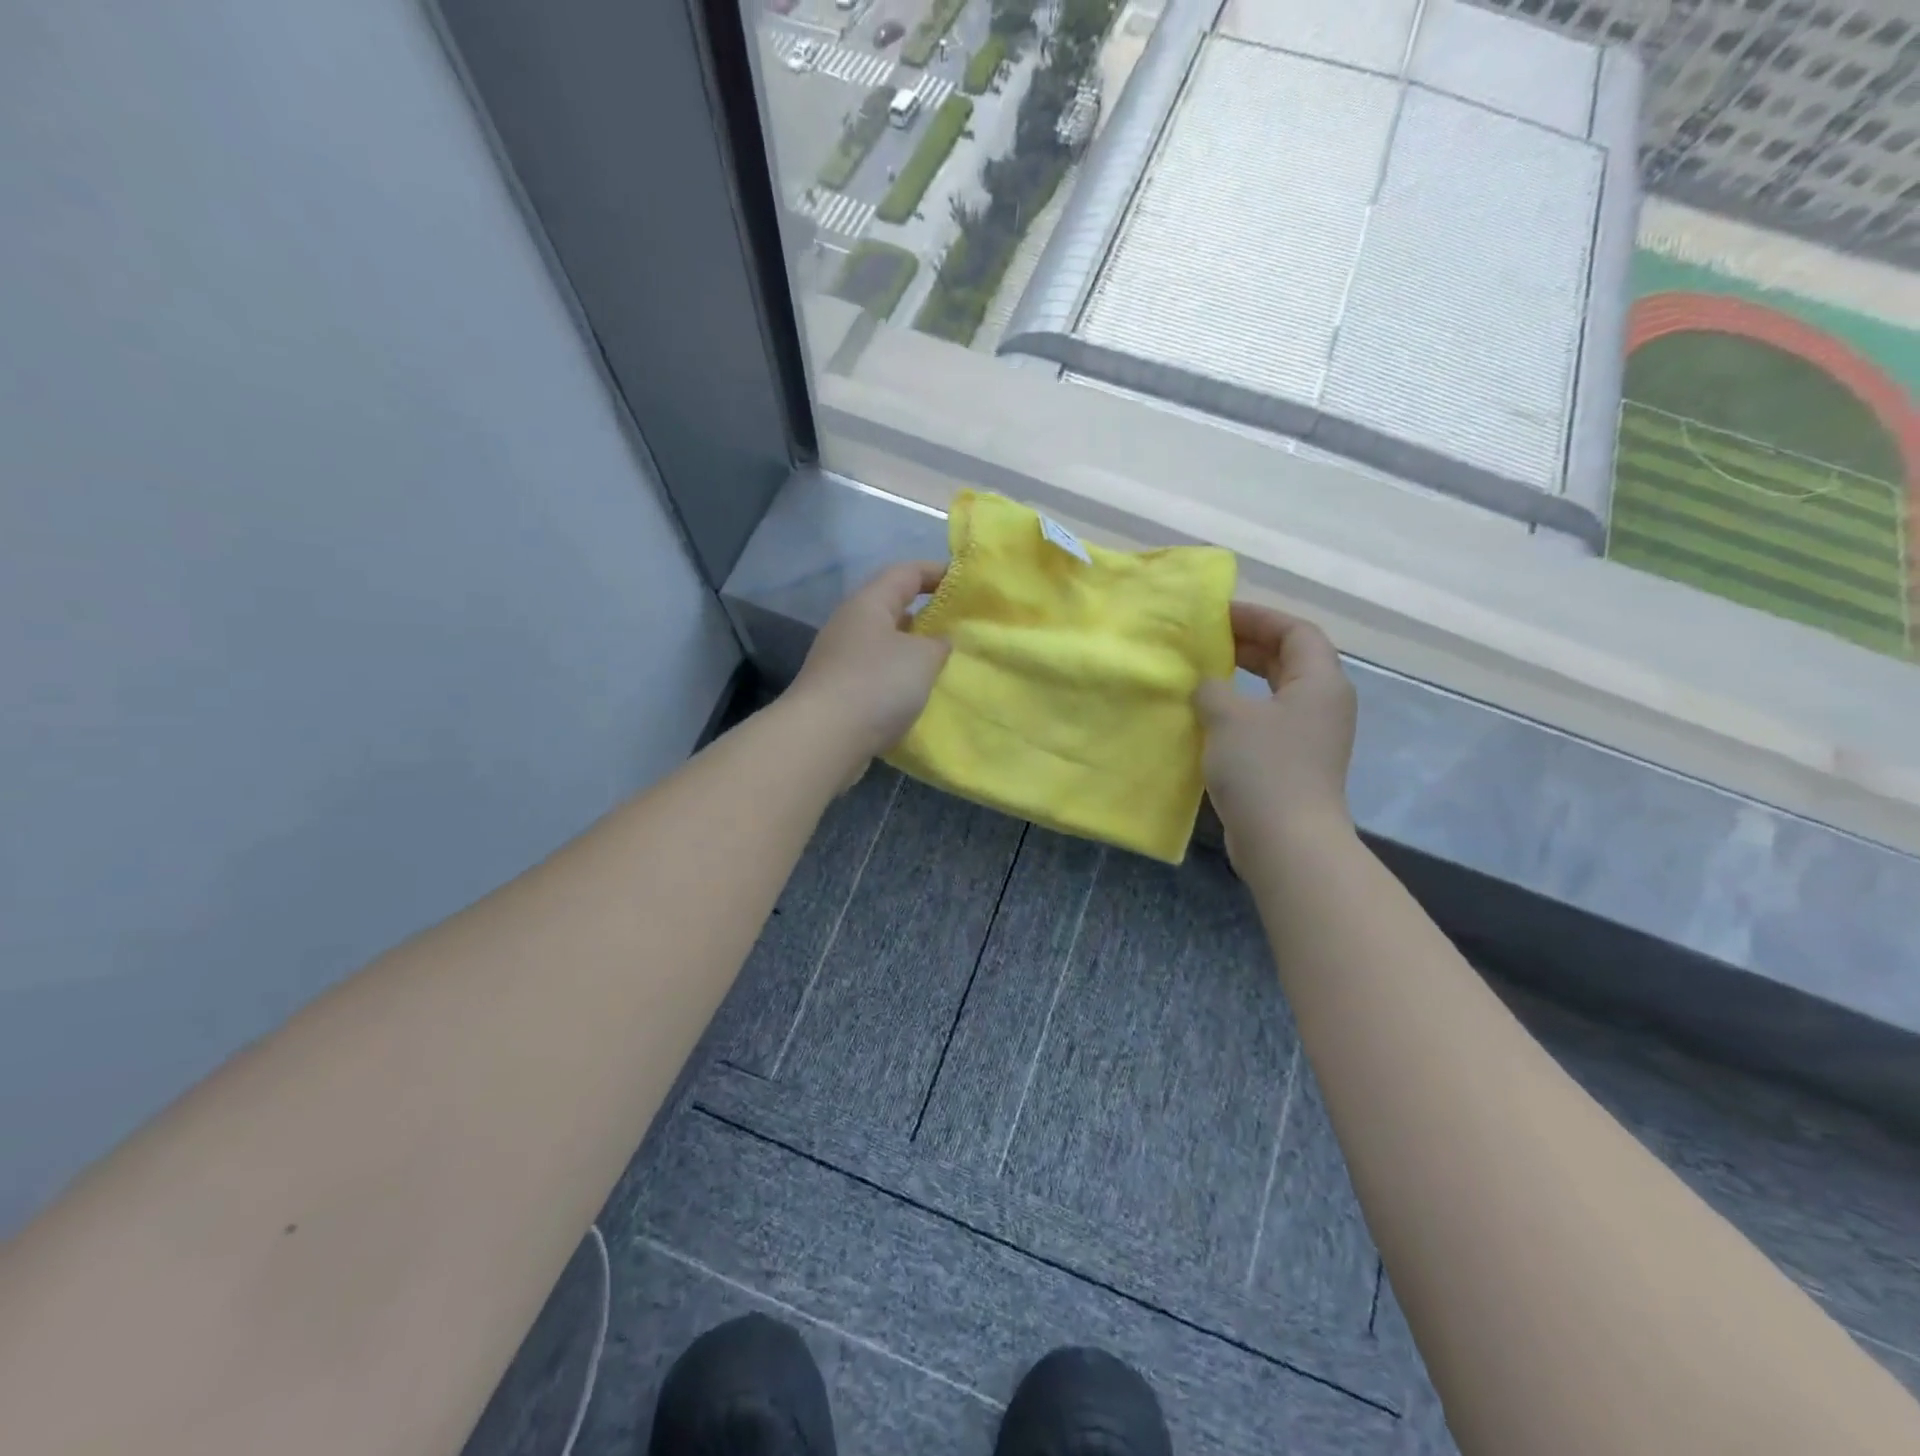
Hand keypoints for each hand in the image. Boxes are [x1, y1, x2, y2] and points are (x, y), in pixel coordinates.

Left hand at [787, 561, 951, 764]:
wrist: (824, 739)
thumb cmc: (877, 684)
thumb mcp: (923, 658)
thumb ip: (938, 644)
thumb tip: (938, 642)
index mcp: (868, 604)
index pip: (905, 573)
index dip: (936, 572)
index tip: (963, 582)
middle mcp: (850, 625)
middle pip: (891, 608)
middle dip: (924, 614)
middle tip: (957, 627)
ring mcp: (840, 659)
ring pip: (884, 644)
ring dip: (911, 651)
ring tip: (942, 663)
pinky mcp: (838, 690)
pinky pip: (876, 674)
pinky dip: (897, 678)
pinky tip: (915, 694)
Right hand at [1194, 603, 1357, 864]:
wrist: (1286, 841)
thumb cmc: (1262, 768)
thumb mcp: (1227, 717)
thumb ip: (1212, 688)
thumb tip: (1207, 685)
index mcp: (1319, 682)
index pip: (1296, 631)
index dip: (1259, 617)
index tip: (1218, 614)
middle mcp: (1323, 704)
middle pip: (1289, 658)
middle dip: (1249, 644)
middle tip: (1206, 640)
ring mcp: (1311, 736)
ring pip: (1277, 691)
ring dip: (1242, 678)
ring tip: (1203, 672)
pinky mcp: (1294, 763)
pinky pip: (1267, 720)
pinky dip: (1241, 709)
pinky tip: (1208, 716)